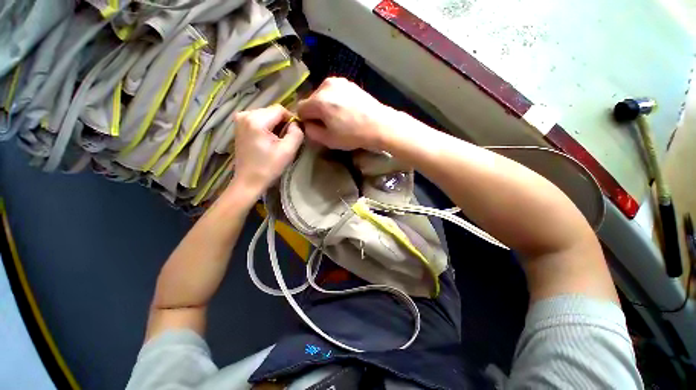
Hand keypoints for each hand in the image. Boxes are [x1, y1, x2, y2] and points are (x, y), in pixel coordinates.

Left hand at [228, 105, 303, 198]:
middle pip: (272, 112)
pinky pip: (259, 121)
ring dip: (276, 126)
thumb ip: (296, 133)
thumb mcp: (288, 151)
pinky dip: (268, 128)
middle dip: (283, 123)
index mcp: (255, 119)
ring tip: (279, 141)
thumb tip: (296, 124)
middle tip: (288, 139)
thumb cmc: (268, 167)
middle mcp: (244, 115)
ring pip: (266, 116)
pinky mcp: (240, 127)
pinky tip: (270, 141)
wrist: (249, 181)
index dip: (291, 119)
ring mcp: (240, 120)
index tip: (296, 133)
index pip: (280, 109)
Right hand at [297, 77, 397, 150]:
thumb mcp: (328, 140)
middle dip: (316, 112)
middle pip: (311, 100)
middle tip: (329, 125)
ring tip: (339, 118)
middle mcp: (325, 85)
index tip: (316, 128)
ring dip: (325, 106)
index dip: (305, 120)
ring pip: (323, 95)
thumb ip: (311, 132)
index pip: (300, 109)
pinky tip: (347, 111)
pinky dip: (335, 101)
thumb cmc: (353, 135)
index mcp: (318, 100)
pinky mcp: (349, 83)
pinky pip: (334, 92)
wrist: (380, 124)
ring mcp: (339, 81)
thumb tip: (307, 124)